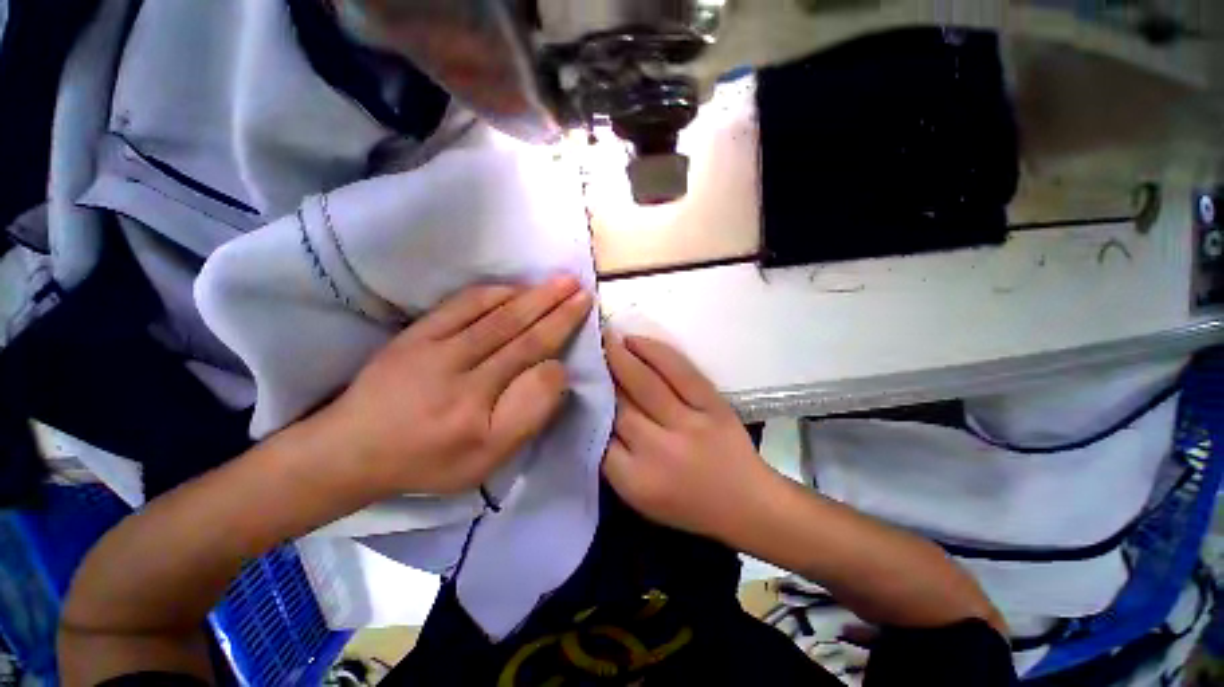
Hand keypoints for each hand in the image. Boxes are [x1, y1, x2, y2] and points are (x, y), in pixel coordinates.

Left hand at [317, 277, 592, 497]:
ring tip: (560, 281)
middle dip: (555, 307)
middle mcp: (459, 372)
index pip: (532, 362)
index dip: (561, 335)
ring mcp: (434, 348)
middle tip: (582, 288)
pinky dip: (493, 293)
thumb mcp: (487, 460)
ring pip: (495, 315)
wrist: (354, 449)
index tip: (584, 316)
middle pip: (518, 332)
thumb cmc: (430, 460)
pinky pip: (461, 306)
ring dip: (532, 296)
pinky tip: (515, 287)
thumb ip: (527, 416)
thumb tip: (555, 371)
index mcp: (477, 408)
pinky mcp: (416, 334)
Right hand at [601, 334, 777, 539]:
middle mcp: (660, 450)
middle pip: (619, 406)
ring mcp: (689, 424)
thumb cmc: (688, 505)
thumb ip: (613, 461)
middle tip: (586, 352)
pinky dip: (655, 351)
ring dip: (621, 357)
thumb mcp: (640, 498)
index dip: (586, 407)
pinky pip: (680, 371)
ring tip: (606, 338)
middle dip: (600, 376)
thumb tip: (594, 414)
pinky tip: (636, 341)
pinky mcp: (713, 405)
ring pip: (645, 383)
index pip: (597, 437)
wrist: (747, 503)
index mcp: (637, 481)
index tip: (576, 385)